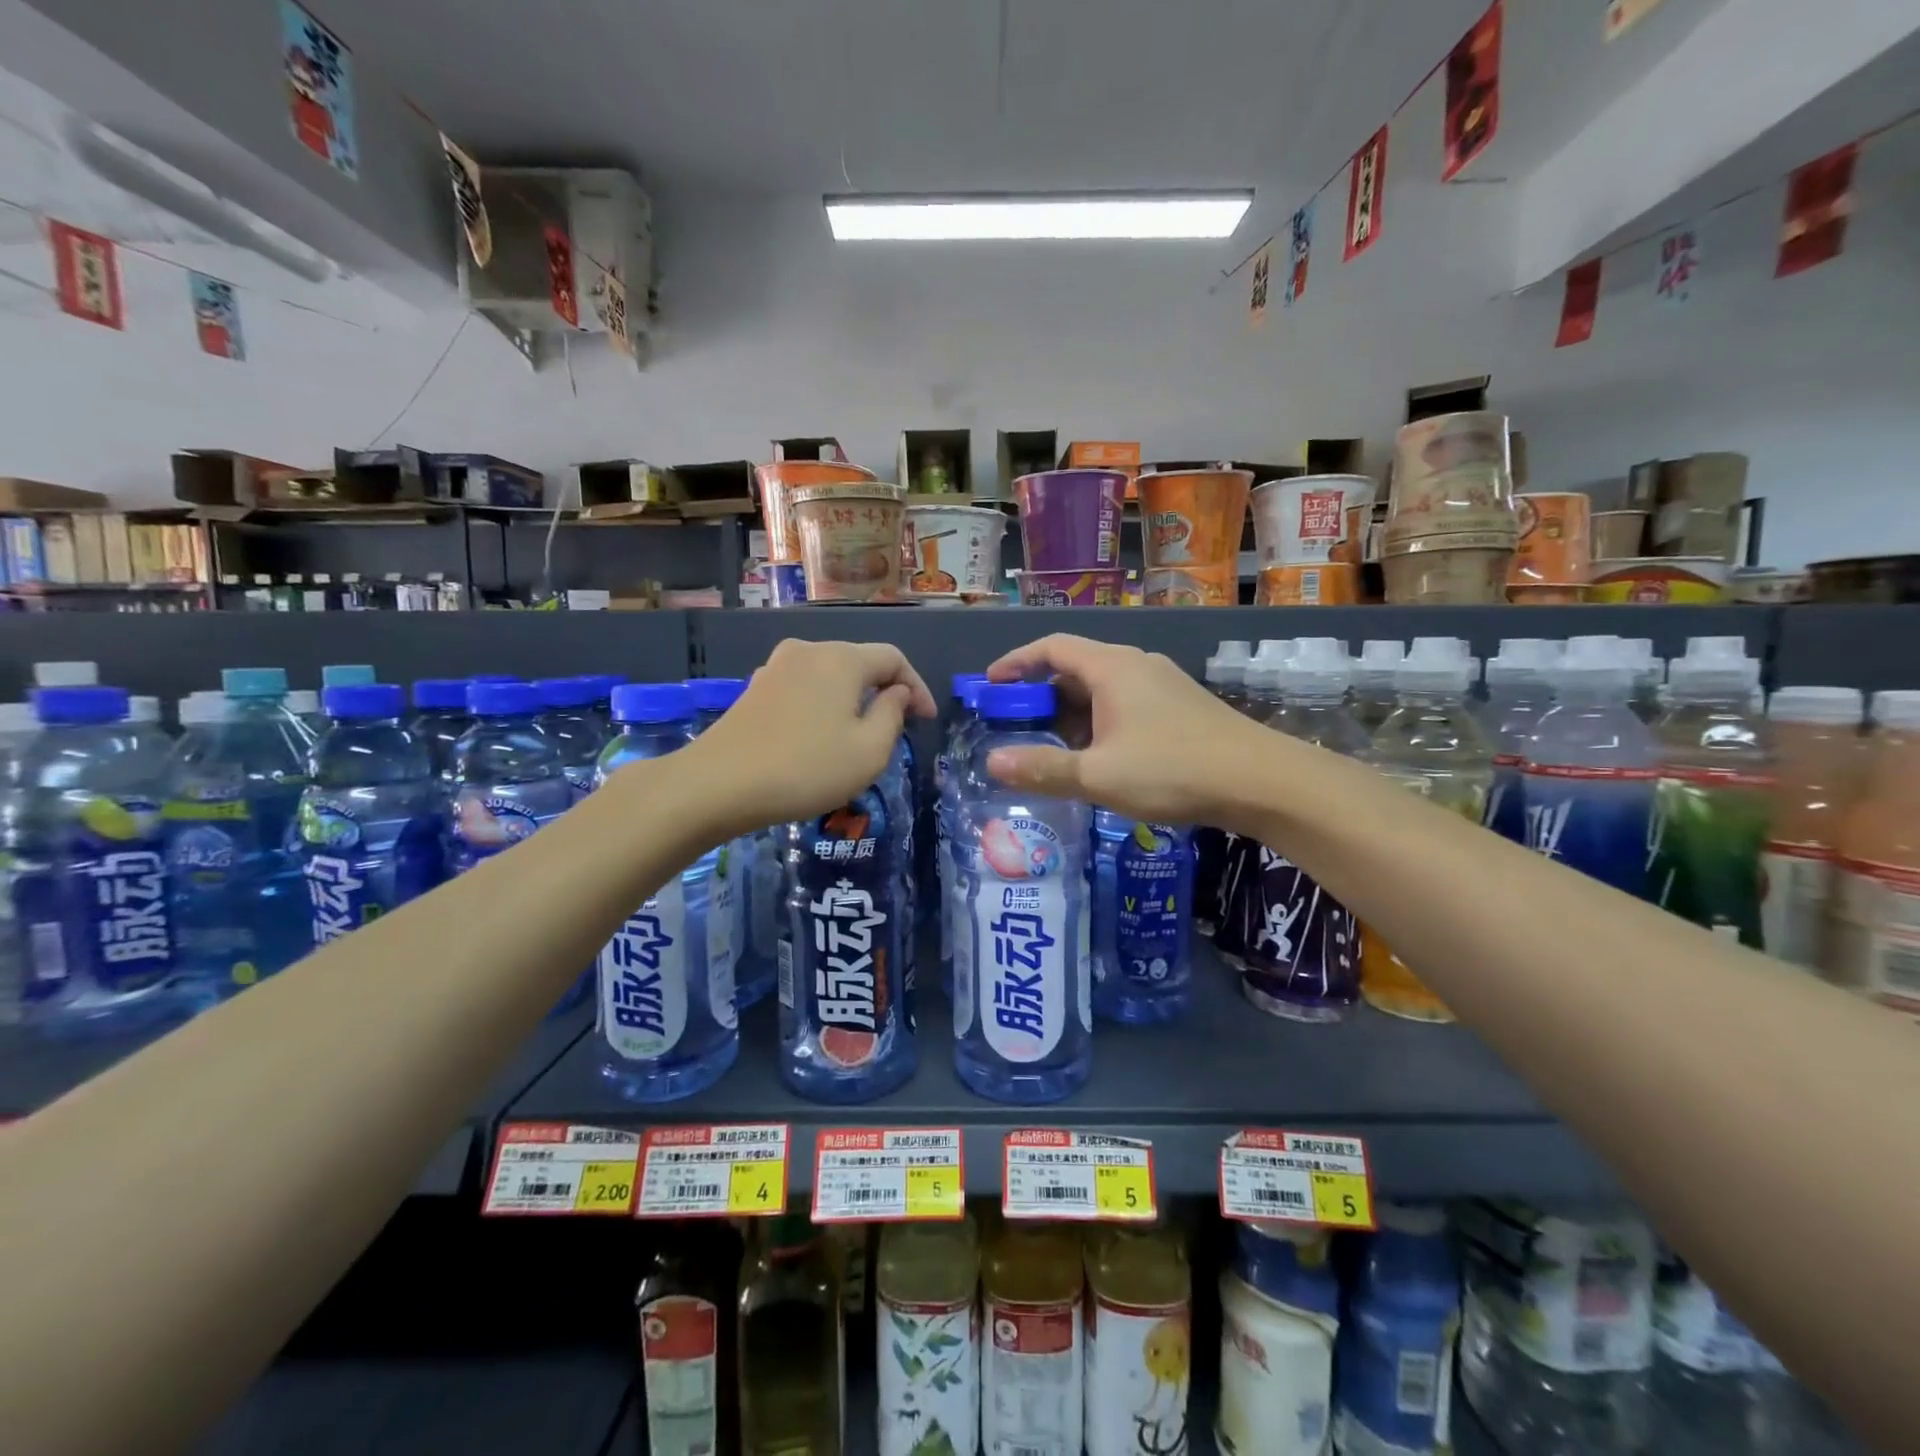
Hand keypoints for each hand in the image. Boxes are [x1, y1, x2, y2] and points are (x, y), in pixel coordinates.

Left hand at [690, 640, 935, 835]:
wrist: (718, 784)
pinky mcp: (755, 689)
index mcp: (842, 659)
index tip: (927, 720)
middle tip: (899, 727)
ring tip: (861, 734)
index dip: (917, 687)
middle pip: (860, 663)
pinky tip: (821, 736)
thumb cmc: (806, 768)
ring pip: (830, 676)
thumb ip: (893, 715)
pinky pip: (804, 689)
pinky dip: (824, 706)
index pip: (893, 659)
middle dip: (885, 691)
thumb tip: (897, 692)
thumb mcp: (869, 751)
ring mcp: (776, 667)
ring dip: (853, 700)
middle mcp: (808, 652)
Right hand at [983, 634, 1255, 823]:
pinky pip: (1124, 704)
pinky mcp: (1180, 707)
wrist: (1261, 780)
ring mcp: (1162, 685)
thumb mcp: (1099, 775)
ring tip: (1050, 747)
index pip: (1051, 648)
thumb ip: (1043, 768)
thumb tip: (991, 763)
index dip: (1016, 662)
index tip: (990, 685)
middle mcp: (1136, 665)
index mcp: (1111, 668)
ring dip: (1070, 713)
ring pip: (1101, 689)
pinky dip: (1098, 722)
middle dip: (1040, 695)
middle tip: (1014, 725)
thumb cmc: (1172, 769)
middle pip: (1075, 668)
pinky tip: (1098, 757)